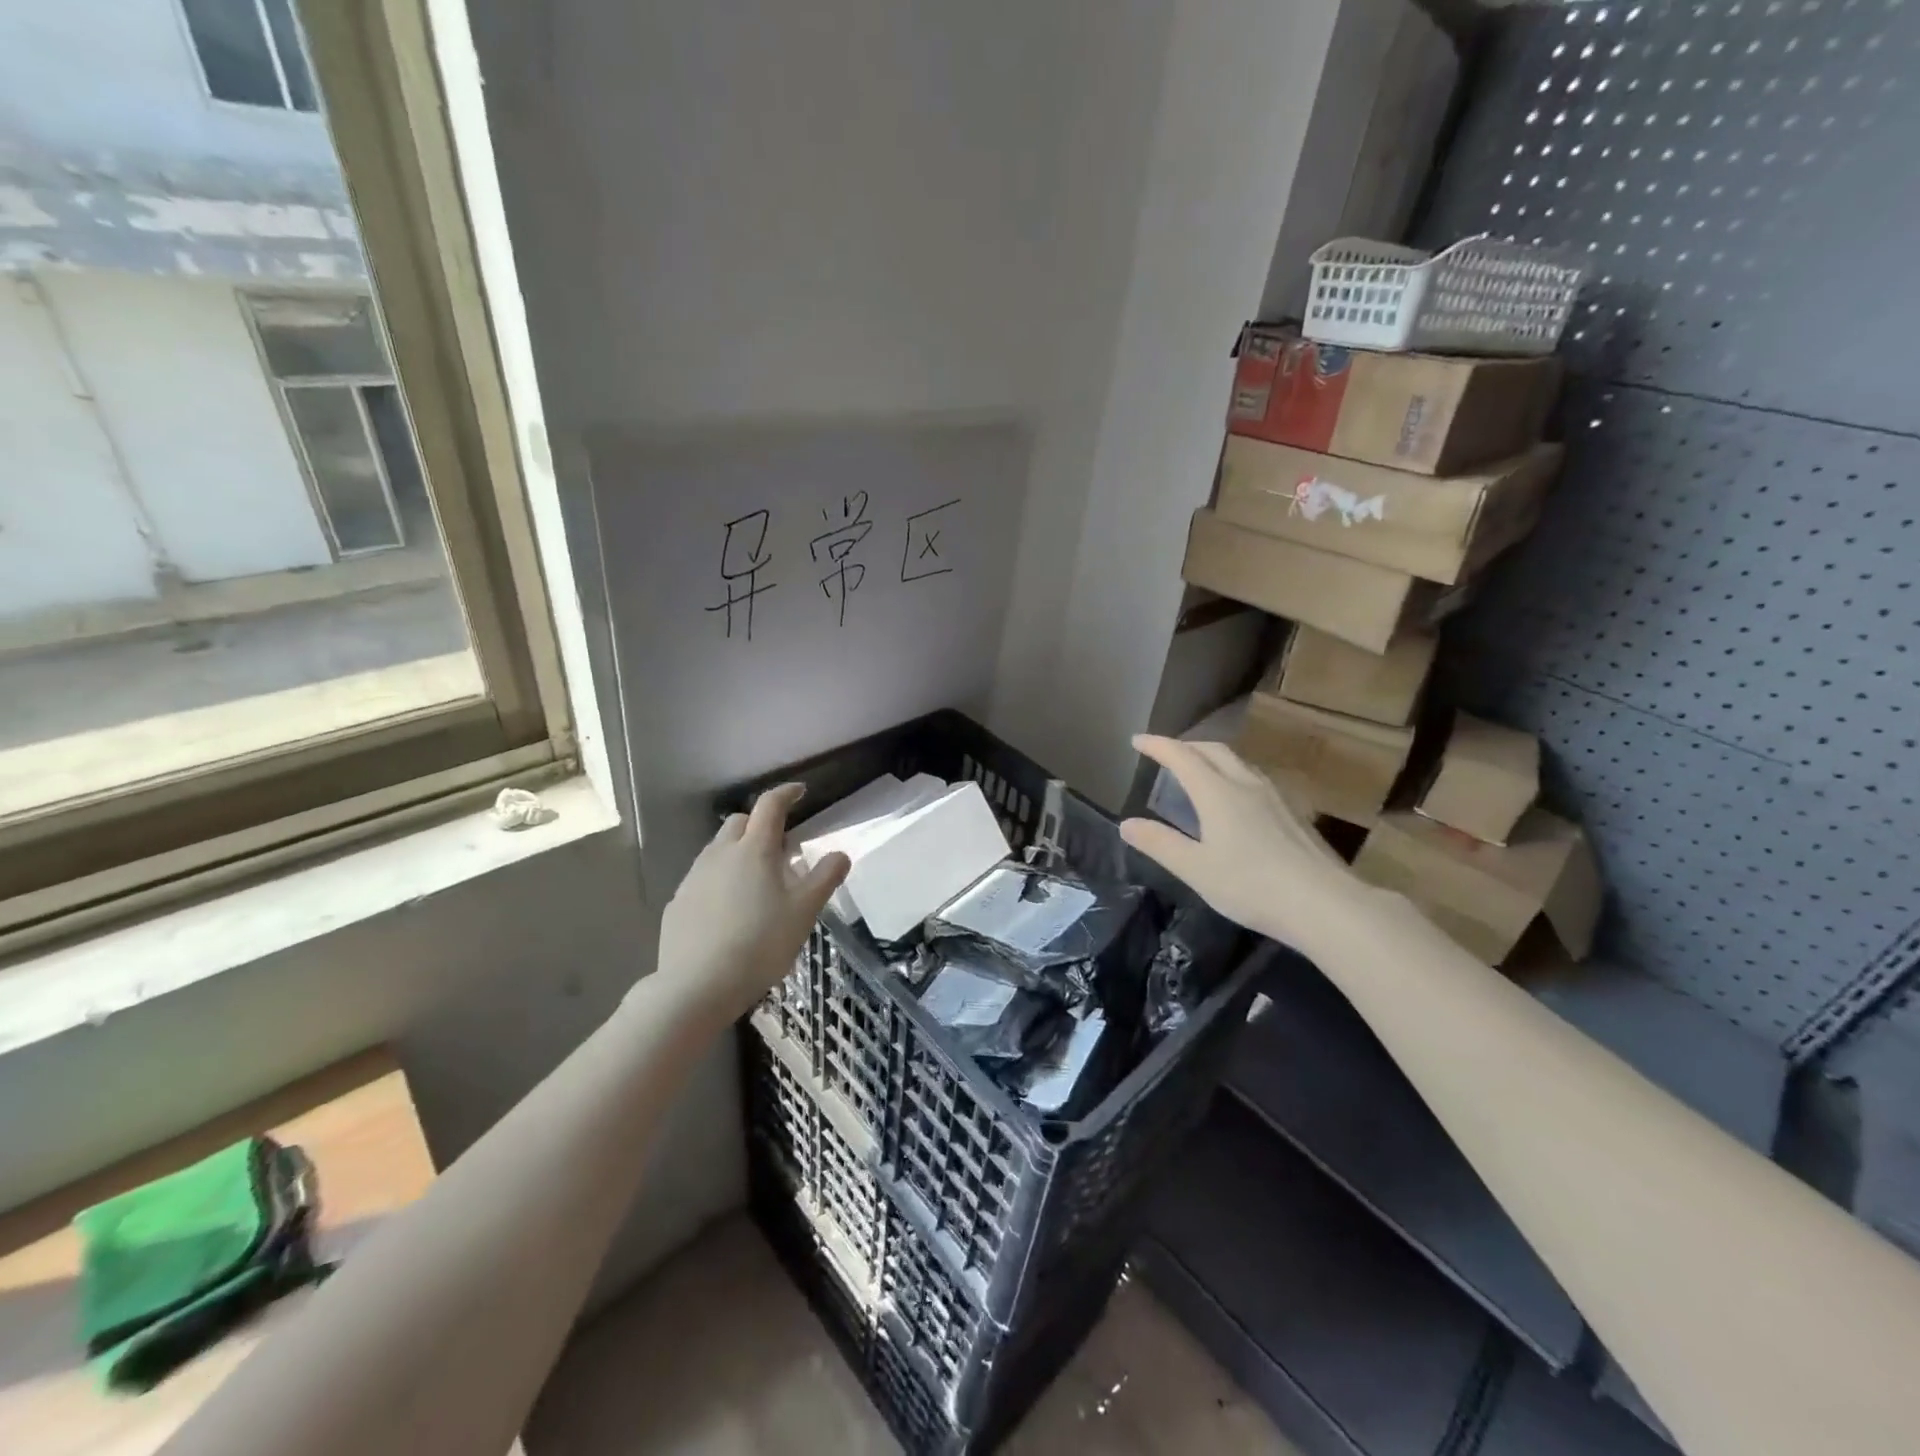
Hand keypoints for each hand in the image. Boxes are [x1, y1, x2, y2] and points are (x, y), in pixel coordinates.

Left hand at [654, 785, 849, 1024]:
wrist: (697, 986)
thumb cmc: (760, 943)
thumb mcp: (804, 912)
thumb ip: (825, 878)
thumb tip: (840, 854)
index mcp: (754, 849)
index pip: (770, 805)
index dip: (786, 794)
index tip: (800, 792)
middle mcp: (719, 854)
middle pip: (739, 823)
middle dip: (760, 825)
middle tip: (780, 849)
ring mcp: (693, 878)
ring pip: (718, 850)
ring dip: (738, 853)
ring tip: (756, 883)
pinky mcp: (677, 903)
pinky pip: (703, 879)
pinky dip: (719, 881)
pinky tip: (729, 912)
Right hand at [1119, 735, 1366, 956]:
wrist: (1325, 904)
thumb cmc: (1252, 886)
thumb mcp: (1196, 869)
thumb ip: (1160, 844)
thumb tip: (1126, 824)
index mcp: (1218, 793)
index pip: (1182, 757)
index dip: (1157, 746)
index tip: (1137, 741)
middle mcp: (1246, 785)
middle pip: (1213, 751)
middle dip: (1186, 746)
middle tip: (1165, 754)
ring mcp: (1275, 797)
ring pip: (1238, 762)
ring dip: (1211, 758)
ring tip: (1197, 772)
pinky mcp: (1293, 813)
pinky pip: (1254, 778)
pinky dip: (1232, 774)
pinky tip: (1236, 799)